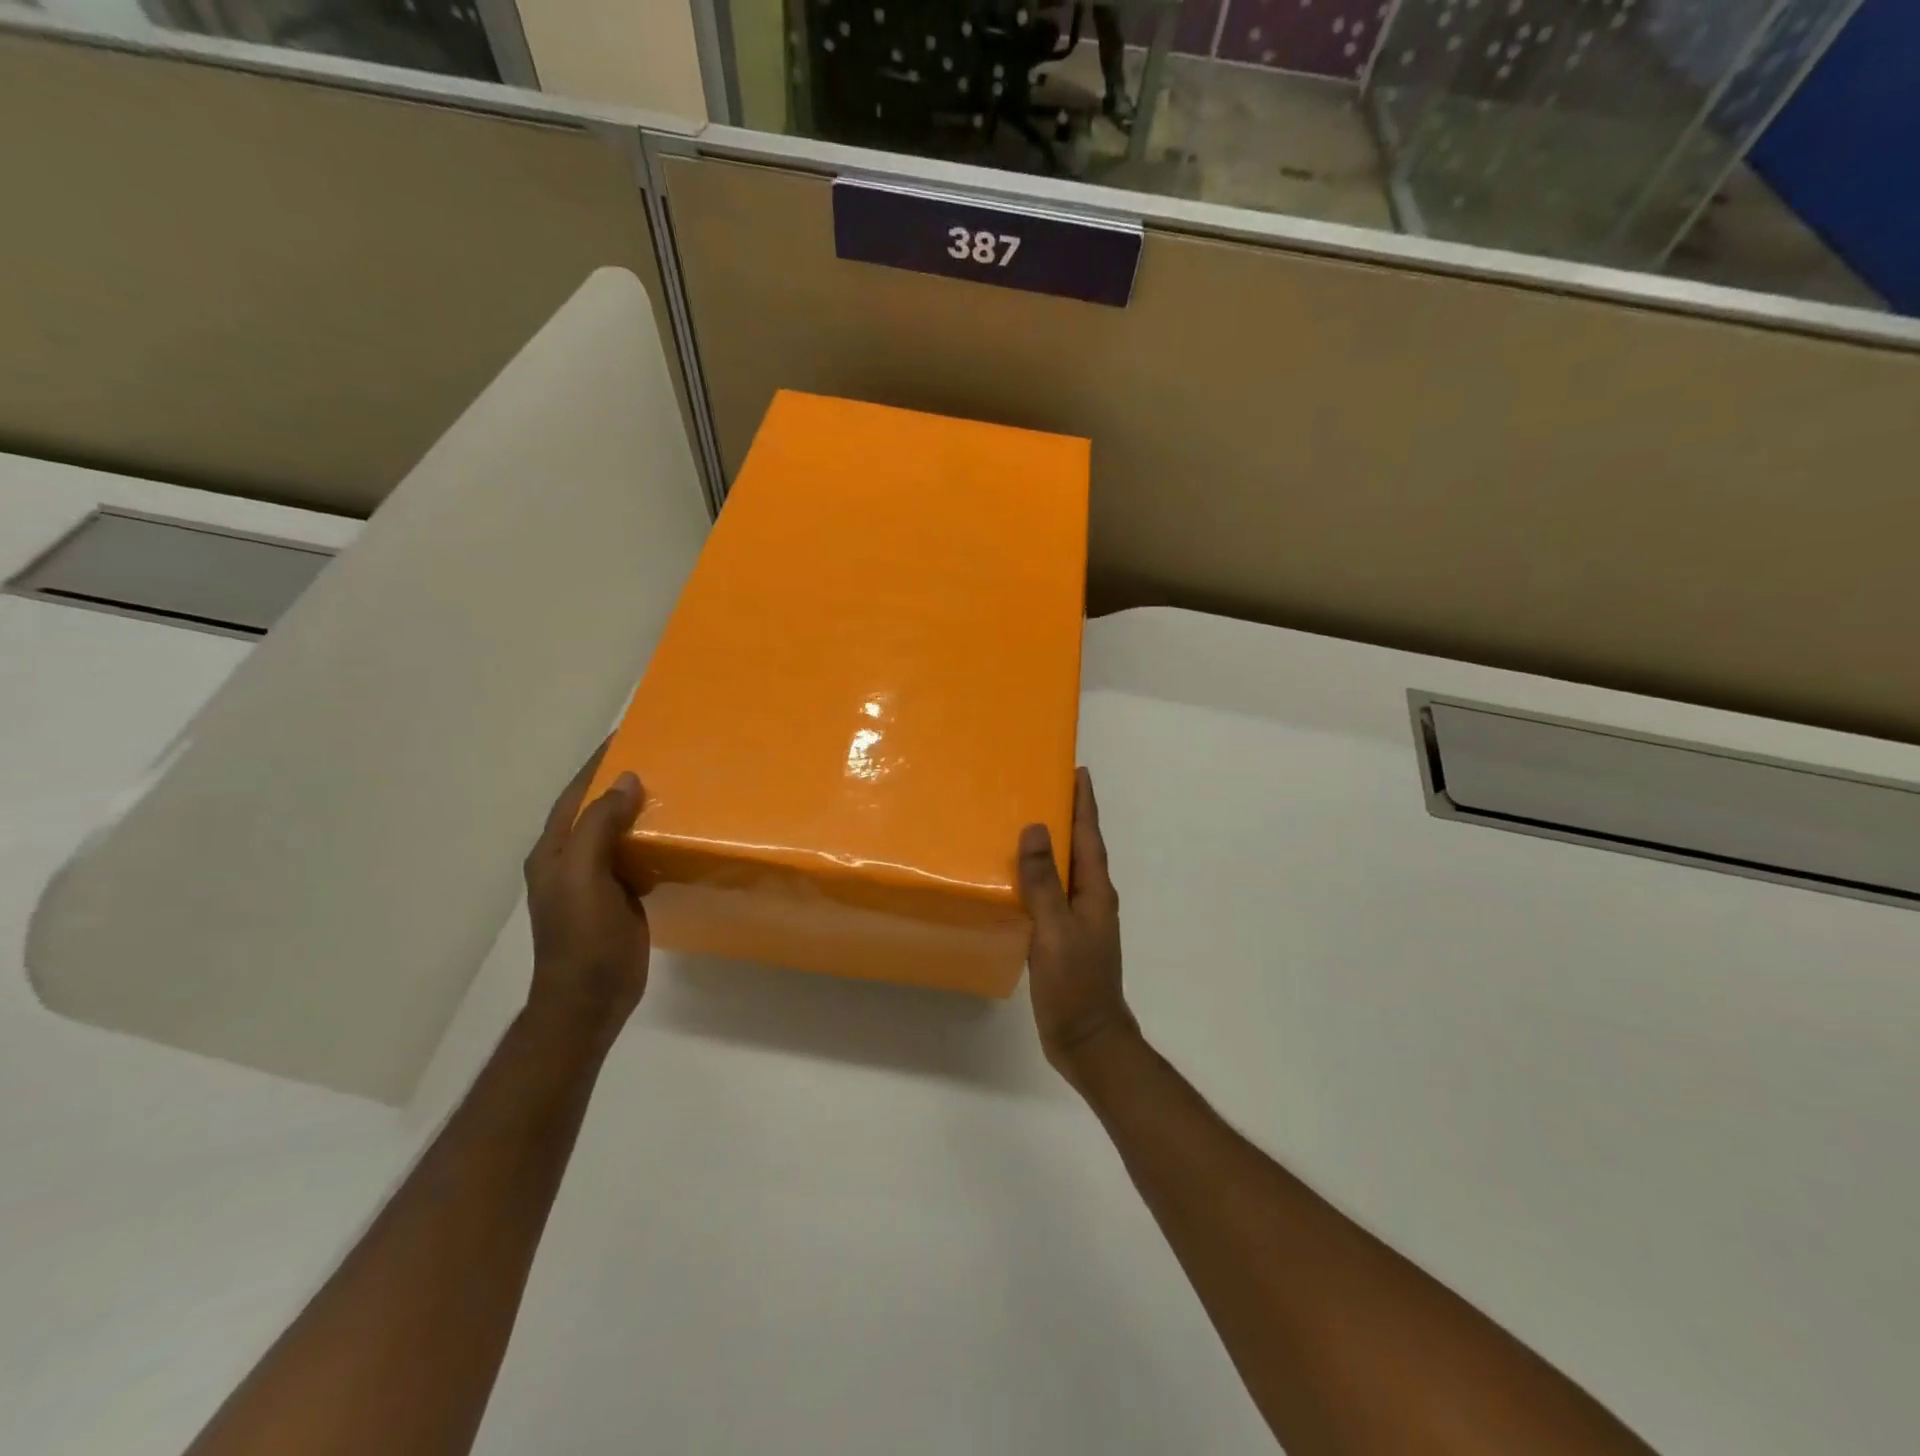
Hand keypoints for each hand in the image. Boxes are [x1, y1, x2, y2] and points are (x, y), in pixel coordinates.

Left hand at [522, 745, 650, 1048]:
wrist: (590, 998)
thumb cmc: (582, 936)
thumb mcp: (583, 876)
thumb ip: (599, 826)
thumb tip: (626, 780)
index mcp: (554, 851)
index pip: (575, 795)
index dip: (597, 764)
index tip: (626, 735)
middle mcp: (571, 860)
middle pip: (596, 809)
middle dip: (621, 782)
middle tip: (660, 756)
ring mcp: (596, 880)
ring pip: (618, 832)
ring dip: (639, 810)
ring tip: (674, 786)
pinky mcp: (619, 896)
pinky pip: (635, 856)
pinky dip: (652, 839)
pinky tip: (676, 833)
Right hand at [1017, 768, 1136, 1084]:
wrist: (1087, 1039)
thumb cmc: (1075, 983)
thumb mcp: (1055, 930)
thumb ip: (1044, 882)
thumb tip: (1035, 829)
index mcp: (1095, 891)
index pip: (1090, 835)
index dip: (1084, 802)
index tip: (1078, 770)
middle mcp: (1091, 898)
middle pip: (1081, 847)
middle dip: (1067, 815)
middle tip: (1042, 786)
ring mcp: (1079, 919)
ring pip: (1065, 870)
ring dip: (1052, 845)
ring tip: (1025, 822)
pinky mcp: (1064, 937)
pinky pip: (1052, 893)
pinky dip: (1039, 876)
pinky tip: (1017, 877)